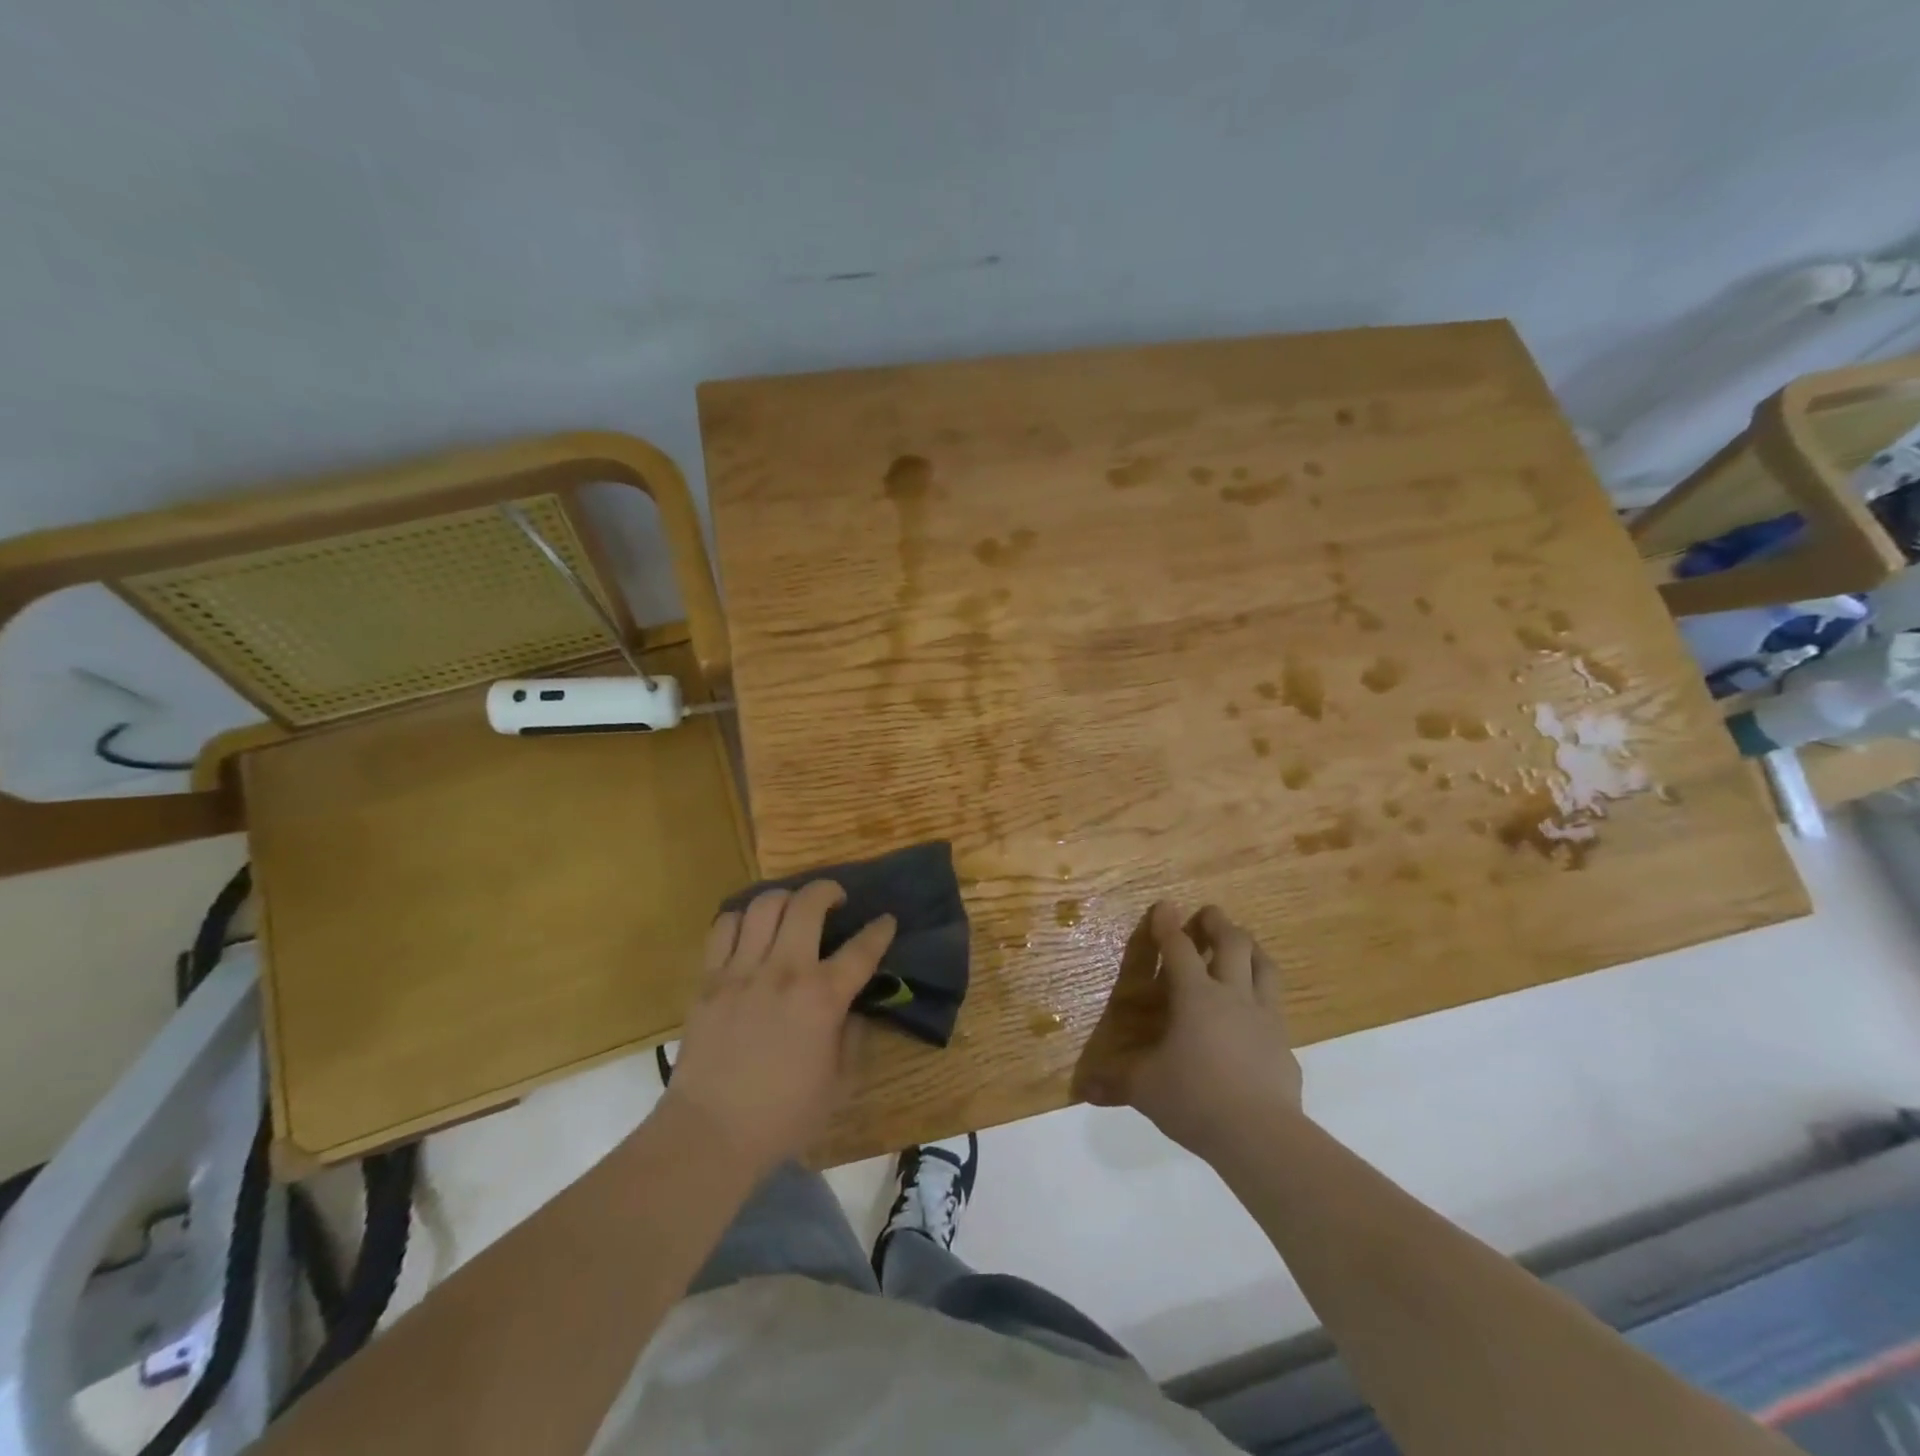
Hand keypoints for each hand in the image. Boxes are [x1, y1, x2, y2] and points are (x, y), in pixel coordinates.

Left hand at [662, 881, 895, 1174]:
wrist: (711, 1134)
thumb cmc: (783, 1116)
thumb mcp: (840, 1083)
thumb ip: (853, 1037)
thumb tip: (854, 1007)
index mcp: (822, 999)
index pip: (862, 949)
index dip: (880, 930)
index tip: (886, 921)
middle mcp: (784, 972)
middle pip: (807, 904)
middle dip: (828, 890)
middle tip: (835, 899)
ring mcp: (741, 971)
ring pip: (763, 905)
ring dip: (785, 898)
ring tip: (791, 909)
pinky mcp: (708, 979)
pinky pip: (723, 928)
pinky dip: (740, 918)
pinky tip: (750, 929)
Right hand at [1080, 902, 1302, 1159]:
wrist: (1261, 1135)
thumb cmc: (1195, 1098)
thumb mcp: (1145, 1089)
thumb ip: (1116, 1082)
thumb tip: (1084, 1089)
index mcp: (1195, 996)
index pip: (1179, 948)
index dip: (1168, 925)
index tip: (1164, 906)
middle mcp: (1233, 996)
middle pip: (1233, 944)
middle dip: (1218, 923)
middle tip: (1208, 914)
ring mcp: (1265, 1018)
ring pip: (1265, 967)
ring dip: (1251, 949)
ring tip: (1242, 945)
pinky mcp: (1284, 1045)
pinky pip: (1277, 1008)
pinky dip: (1265, 998)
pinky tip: (1257, 1012)